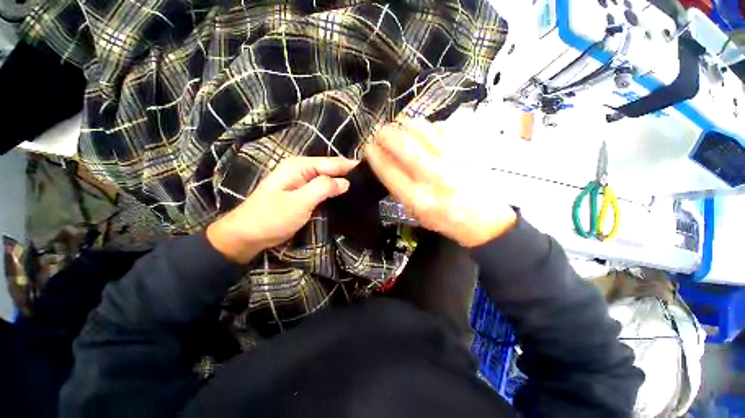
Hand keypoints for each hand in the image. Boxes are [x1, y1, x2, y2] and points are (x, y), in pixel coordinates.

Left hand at [207, 157, 358, 263]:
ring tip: (362, 188)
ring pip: (328, 179)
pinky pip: (323, 189)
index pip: (331, 162)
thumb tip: (346, 182)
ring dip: (342, 183)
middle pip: (330, 169)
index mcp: (299, 166)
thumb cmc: (271, 217)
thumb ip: (323, 188)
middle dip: (348, 174)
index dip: (350, 166)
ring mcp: (302, 182)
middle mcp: (301, 170)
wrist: (248, 235)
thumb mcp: (299, 202)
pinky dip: (334, 191)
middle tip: (369, 182)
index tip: (371, 170)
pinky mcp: (303, 194)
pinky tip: (345, 196)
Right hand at [365, 118, 516, 247]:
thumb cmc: (445, 220)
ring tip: (401, 129)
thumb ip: (399, 188)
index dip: (374, 155)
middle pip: (403, 144)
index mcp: (418, 198)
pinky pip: (443, 127)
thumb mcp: (416, 213)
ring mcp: (453, 160)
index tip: (369, 147)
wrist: (484, 220)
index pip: (388, 170)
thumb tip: (385, 160)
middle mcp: (434, 177)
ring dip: (405, 125)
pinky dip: (429, 127)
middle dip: (385, 134)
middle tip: (381, 133)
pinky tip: (427, 133)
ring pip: (422, 129)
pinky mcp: (468, 150)